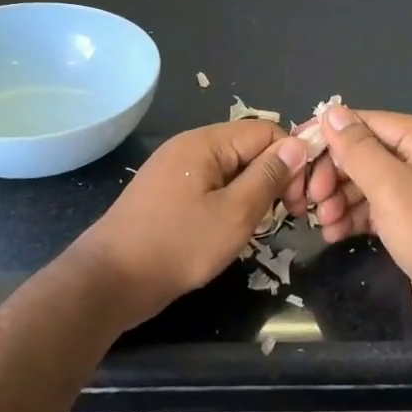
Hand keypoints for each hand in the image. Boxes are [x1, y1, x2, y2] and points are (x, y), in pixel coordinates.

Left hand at [73, 120, 309, 327]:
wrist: (110, 280)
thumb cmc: (177, 246)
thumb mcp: (234, 214)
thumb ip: (268, 177)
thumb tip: (298, 144)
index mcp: (206, 142)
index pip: (267, 132)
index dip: (292, 161)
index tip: (300, 200)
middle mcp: (190, 147)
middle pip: (249, 148)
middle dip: (274, 177)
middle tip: (287, 218)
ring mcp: (176, 170)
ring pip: (231, 170)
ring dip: (252, 193)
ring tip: (259, 226)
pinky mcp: (168, 194)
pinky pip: (211, 186)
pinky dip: (229, 202)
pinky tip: (232, 229)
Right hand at [309, 107, 411, 341]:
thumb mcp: (389, 186)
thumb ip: (356, 147)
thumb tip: (330, 111)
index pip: (368, 123)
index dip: (330, 137)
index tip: (296, 155)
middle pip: (367, 152)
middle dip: (335, 175)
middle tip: (311, 200)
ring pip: (369, 181)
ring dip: (341, 199)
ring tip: (323, 222)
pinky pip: (379, 205)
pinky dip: (356, 216)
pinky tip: (335, 233)